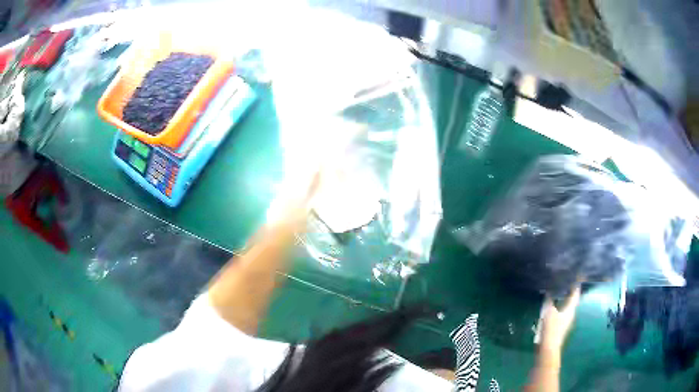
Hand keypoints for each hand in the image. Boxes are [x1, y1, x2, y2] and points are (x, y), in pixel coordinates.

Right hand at [540, 286, 580, 351]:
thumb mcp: (549, 313)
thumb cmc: (551, 329)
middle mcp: (570, 314)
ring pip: (566, 306)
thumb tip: (549, 291)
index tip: (576, 276)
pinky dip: (558, 307)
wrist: (548, 348)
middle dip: (569, 291)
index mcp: (570, 309)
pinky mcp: (560, 326)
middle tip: (565, 282)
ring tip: (558, 292)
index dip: (576, 285)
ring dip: (563, 299)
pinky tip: (552, 306)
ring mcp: (565, 321)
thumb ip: (550, 301)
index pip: (576, 294)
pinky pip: (561, 312)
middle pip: (571, 300)